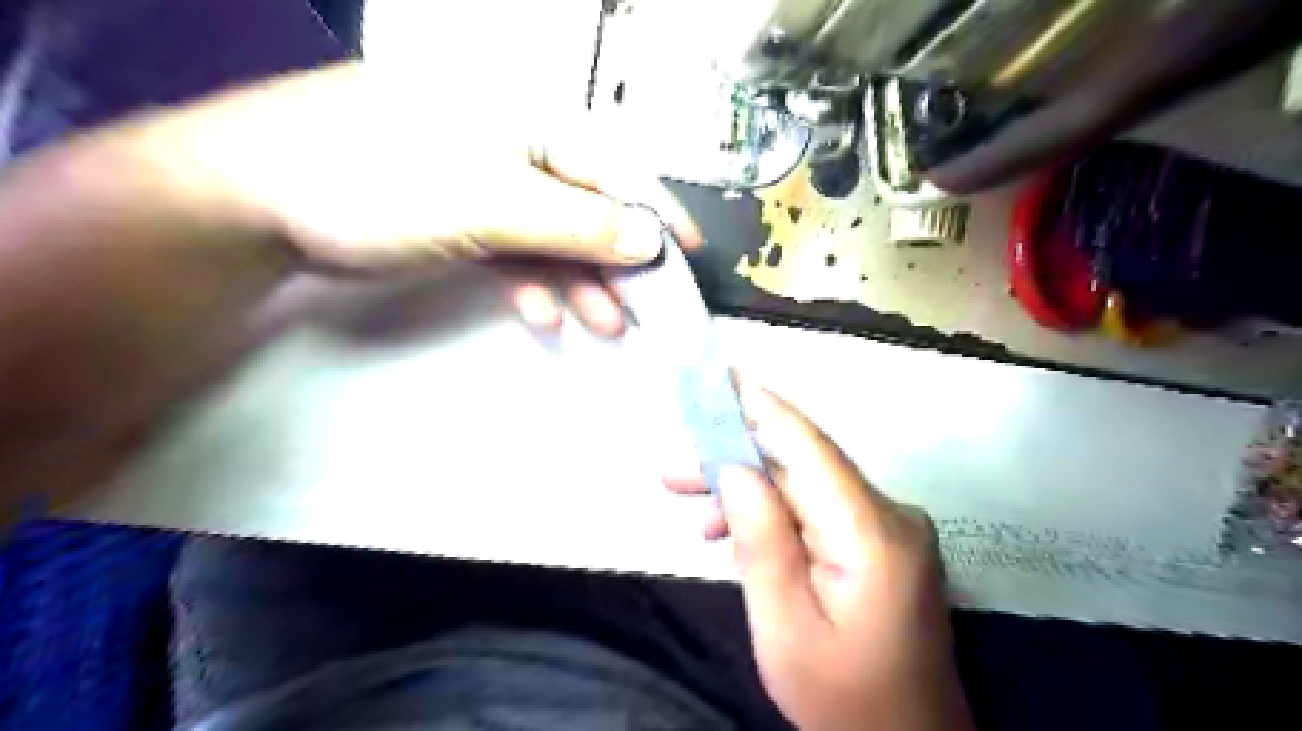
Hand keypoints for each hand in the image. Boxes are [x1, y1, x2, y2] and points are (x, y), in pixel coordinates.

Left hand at [117, 61, 701, 333]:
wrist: (259, 196)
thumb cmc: (384, 179)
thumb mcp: (493, 202)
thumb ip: (578, 224)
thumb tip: (650, 240)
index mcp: (530, 121)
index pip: (614, 169)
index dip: (656, 214)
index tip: (688, 256)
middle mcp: (515, 147)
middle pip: (587, 209)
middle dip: (616, 264)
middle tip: (644, 310)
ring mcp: (486, 184)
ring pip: (554, 238)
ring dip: (580, 284)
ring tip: (603, 325)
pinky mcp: (460, 217)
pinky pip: (515, 252)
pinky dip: (532, 284)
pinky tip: (541, 315)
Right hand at [667, 385, 970, 727]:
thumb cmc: (841, 698)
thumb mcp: (783, 627)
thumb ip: (760, 540)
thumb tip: (734, 469)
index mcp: (871, 533)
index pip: (807, 446)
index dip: (760, 406)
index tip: (719, 375)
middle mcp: (890, 514)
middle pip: (802, 465)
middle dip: (736, 460)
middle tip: (675, 472)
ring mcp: (891, 527)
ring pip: (807, 486)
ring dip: (752, 492)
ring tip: (694, 509)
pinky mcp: (882, 542)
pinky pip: (820, 511)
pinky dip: (778, 515)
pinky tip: (737, 534)